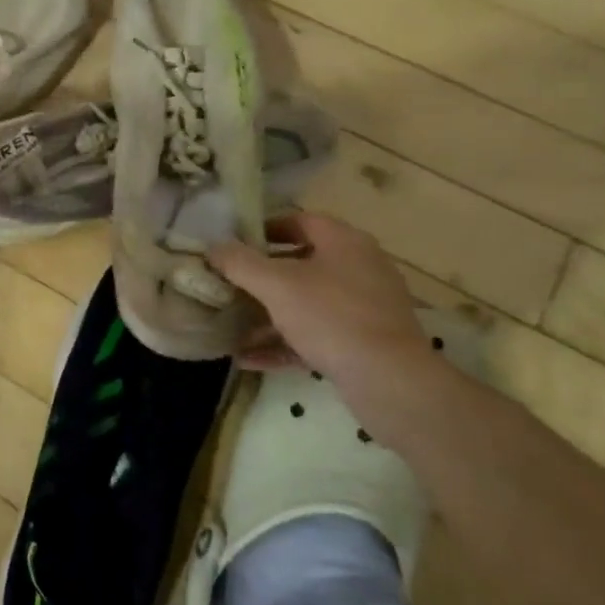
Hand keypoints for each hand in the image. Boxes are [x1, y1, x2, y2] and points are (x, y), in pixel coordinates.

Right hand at [207, 214, 429, 382]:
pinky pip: (316, 336)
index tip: (233, 244)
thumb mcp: (276, 285)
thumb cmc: (331, 317)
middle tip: (228, 285)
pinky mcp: (365, 344)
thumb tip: (212, 247)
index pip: (300, 221)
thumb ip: (239, 263)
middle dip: (261, 278)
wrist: (392, 383)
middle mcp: (359, 268)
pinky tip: (248, 359)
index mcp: (344, 242)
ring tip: (230, 326)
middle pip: (301, 264)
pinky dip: (284, 343)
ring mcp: (365, 308)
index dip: (264, 229)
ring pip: (307, 304)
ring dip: (268, 315)